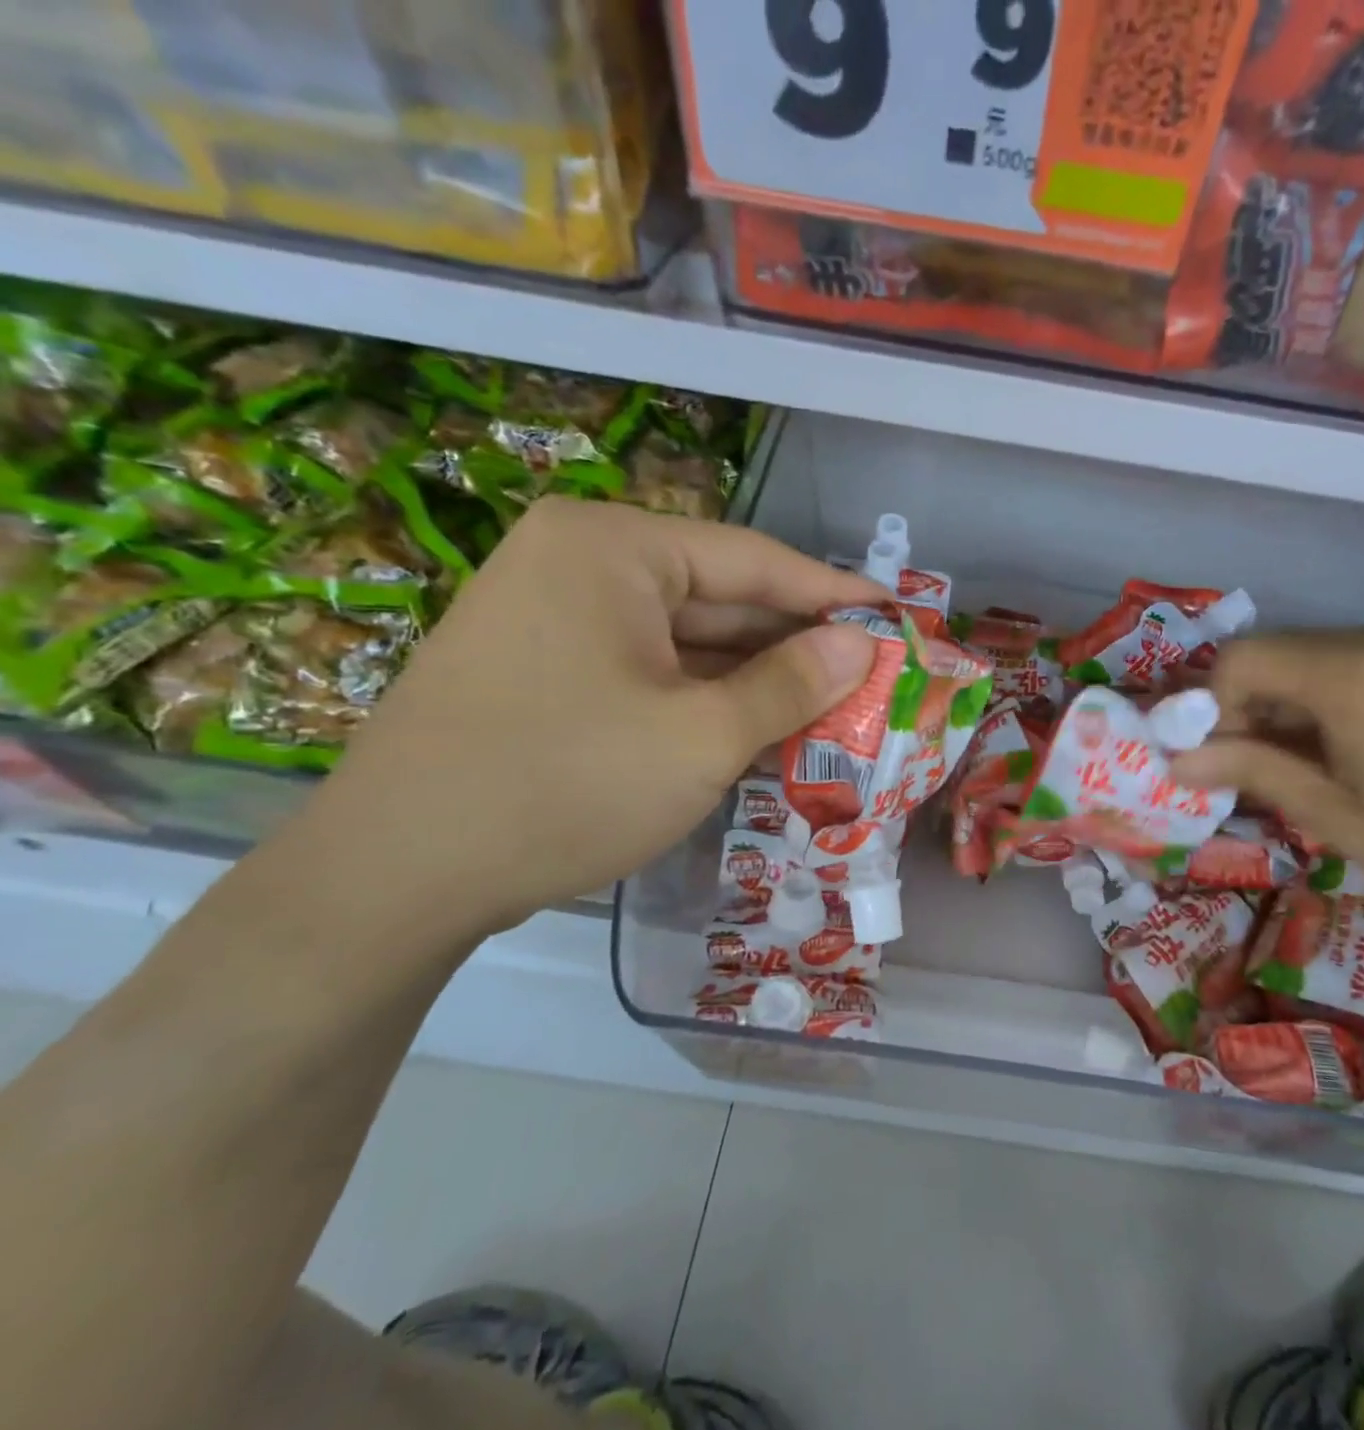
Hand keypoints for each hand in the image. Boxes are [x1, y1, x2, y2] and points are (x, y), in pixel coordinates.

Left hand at [293, 499, 886, 937]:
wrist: (395, 876)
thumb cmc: (564, 785)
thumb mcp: (701, 736)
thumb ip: (792, 683)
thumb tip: (862, 643)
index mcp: (611, 548)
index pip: (753, 560)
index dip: (833, 593)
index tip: (896, 616)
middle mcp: (579, 564)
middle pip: (719, 598)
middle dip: (795, 645)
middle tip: (871, 676)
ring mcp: (555, 618)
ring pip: (687, 642)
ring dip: (755, 680)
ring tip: (831, 710)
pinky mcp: (546, 670)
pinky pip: (651, 672)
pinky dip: (706, 701)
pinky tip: (758, 731)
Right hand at [1171, 625, 1363, 922]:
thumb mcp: (1339, 817)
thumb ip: (1254, 774)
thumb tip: (1178, 760)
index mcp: (1347, 675)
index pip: (1238, 660)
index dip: (1208, 707)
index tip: (1217, 761)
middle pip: (1270, 656)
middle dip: (1242, 710)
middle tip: (1254, 773)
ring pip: (1308, 661)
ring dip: (1282, 709)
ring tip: (1305, 771)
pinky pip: (1350, 667)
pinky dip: (1322, 703)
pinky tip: (1350, 754)